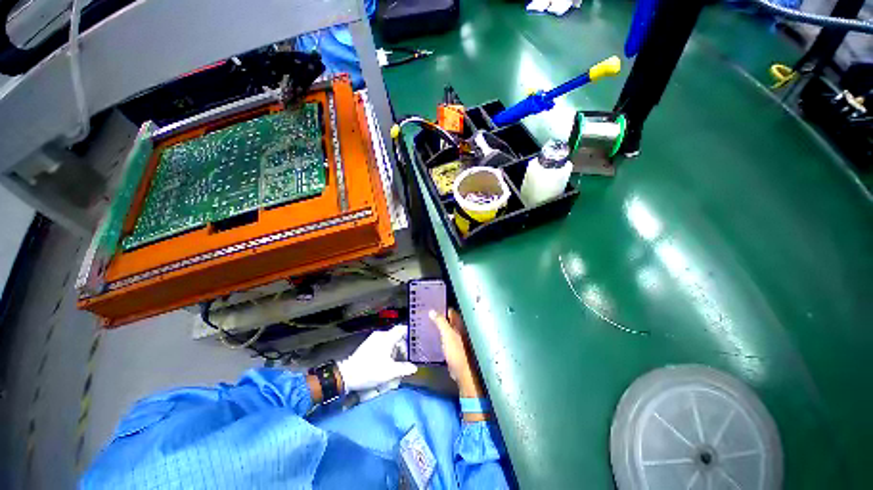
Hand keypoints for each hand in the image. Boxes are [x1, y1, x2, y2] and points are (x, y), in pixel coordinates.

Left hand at [337, 324, 416, 393]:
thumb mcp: (389, 372)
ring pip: (390, 341)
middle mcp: (380, 335)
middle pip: (397, 336)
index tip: (417, 340)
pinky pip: (383, 344)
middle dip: (403, 346)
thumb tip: (414, 368)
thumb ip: (403, 368)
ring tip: (398, 362)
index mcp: (387, 338)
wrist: (347, 375)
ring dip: (396, 350)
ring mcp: (373, 339)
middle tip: (407, 357)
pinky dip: (388, 350)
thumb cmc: (370, 371)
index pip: (402, 329)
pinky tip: (387, 362)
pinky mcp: (368, 345)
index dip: (411, 332)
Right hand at [429, 309, 483, 398]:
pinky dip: (437, 335)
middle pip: (447, 319)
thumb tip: (432, 311)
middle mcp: (458, 329)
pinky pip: (443, 337)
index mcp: (459, 323)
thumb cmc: (456, 351)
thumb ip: (440, 322)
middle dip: (437, 317)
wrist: (461, 371)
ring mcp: (455, 338)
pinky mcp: (452, 347)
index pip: (449, 311)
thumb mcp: (447, 334)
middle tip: (425, 314)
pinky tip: (429, 336)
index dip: (440, 307)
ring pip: (445, 328)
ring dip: (436, 326)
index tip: (430, 305)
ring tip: (424, 324)